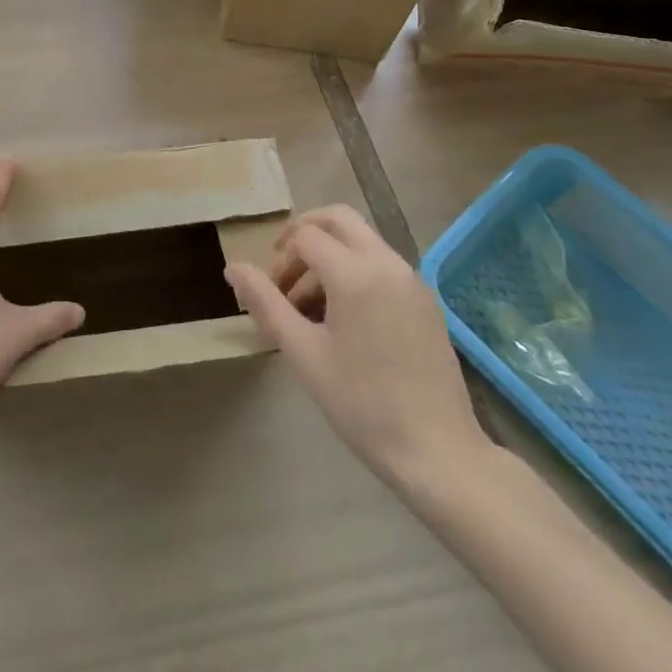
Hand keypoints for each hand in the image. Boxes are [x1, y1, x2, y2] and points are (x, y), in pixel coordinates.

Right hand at [225, 205, 490, 502]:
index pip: (305, 237)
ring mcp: (412, 280)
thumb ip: (266, 303)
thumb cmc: (362, 404)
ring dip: (330, 256)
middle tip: (284, 270)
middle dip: (304, 235)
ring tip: (311, 306)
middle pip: (338, 219)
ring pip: (362, 240)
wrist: (438, 452)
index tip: (270, 297)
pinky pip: (382, 264)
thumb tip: (233, 268)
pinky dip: (356, 271)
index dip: (280, 260)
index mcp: (356, 273)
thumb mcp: (303, 353)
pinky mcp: (426, 300)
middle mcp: (387, 263)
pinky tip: (346, 319)